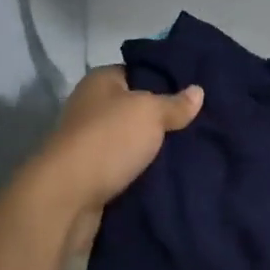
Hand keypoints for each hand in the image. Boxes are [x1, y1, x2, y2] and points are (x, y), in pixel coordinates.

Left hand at [32, 67, 203, 251]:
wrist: (68, 198)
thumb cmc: (108, 140)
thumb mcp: (149, 113)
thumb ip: (175, 103)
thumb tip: (198, 91)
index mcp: (101, 81)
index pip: (139, 71)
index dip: (167, 79)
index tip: (196, 91)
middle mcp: (92, 107)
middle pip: (137, 108)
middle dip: (165, 118)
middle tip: (201, 123)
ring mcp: (90, 141)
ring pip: (133, 139)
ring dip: (155, 148)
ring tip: (194, 149)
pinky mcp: (93, 173)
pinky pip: (127, 166)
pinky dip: (145, 171)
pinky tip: (172, 174)